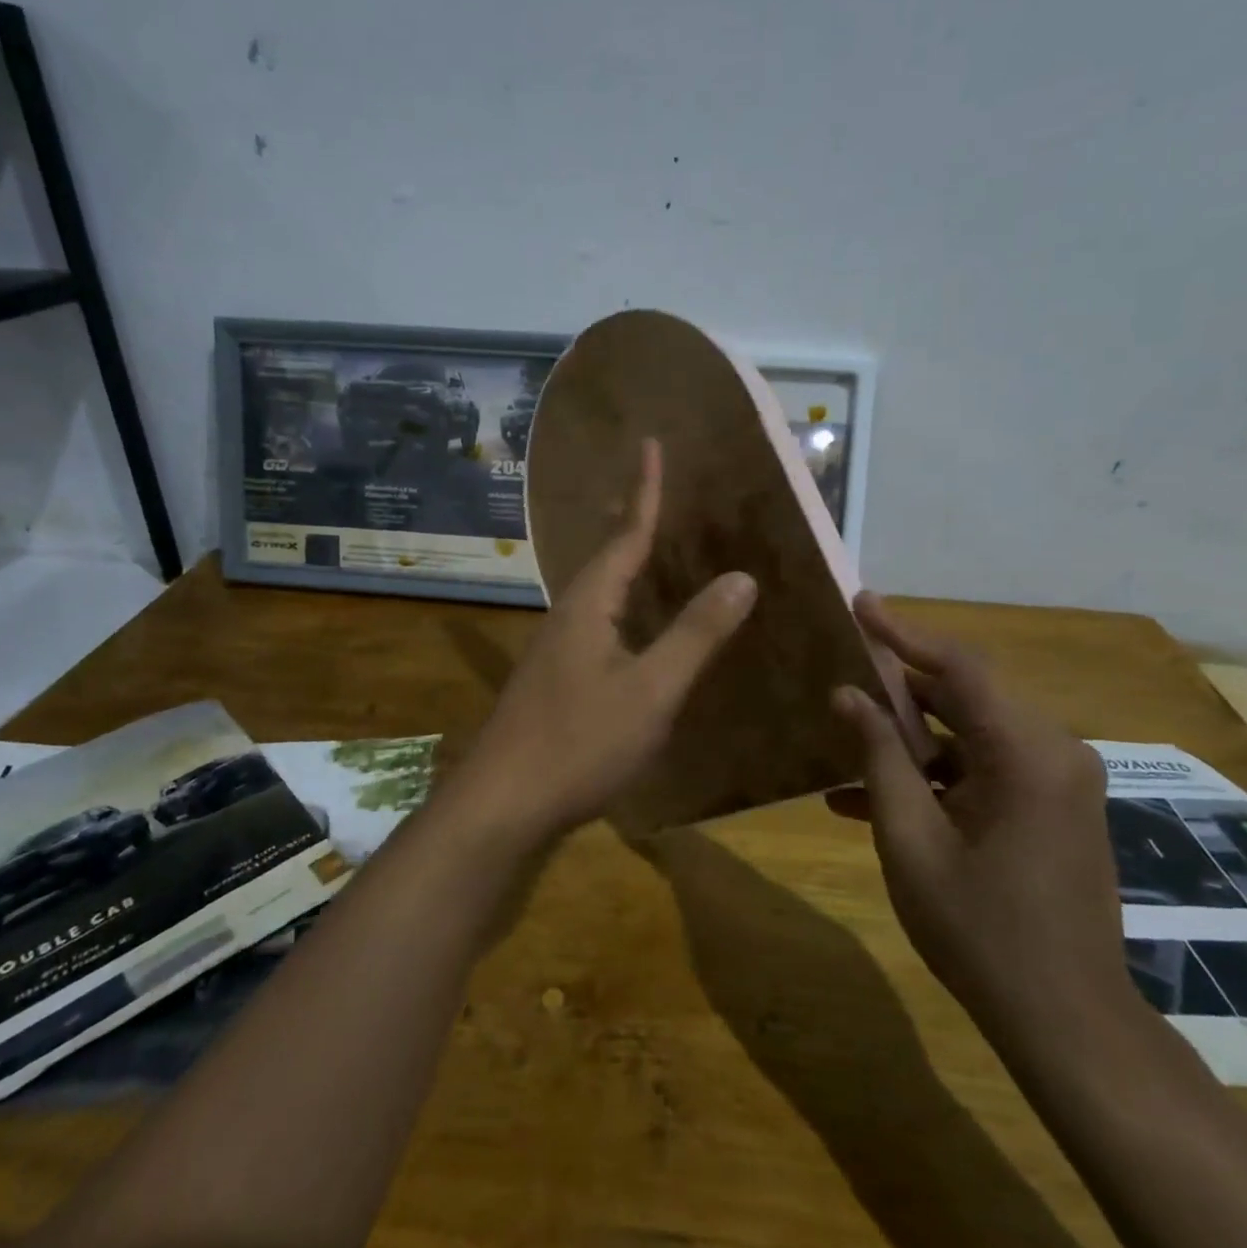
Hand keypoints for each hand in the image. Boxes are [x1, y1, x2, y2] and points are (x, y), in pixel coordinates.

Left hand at [451, 440, 757, 846]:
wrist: (504, 803)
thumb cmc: (579, 742)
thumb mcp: (651, 690)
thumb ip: (696, 634)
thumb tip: (742, 577)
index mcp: (590, 605)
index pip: (626, 534)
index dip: (645, 491)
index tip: (650, 444)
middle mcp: (569, 615)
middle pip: (606, 555)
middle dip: (630, 518)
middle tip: (651, 486)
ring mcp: (557, 649)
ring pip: (600, 591)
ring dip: (625, 562)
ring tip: (649, 545)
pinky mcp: (556, 680)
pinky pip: (599, 623)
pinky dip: (624, 606)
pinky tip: (634, 624)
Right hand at [830, 593, 1130, 1035]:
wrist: (1066, 1020)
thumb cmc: (980, 929)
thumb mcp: (910, 839)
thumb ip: (878, 757)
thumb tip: (847, 693)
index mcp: (1028, 754)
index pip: (960, 667)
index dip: (904, 631)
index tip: (860, 604)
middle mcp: (1053, 753)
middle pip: (964, 696)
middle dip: (898, 688)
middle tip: (841, 672)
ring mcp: (1056, 782)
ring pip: (968, 734)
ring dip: (908, 741)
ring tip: (843, 742)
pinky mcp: (1050, 807)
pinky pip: (983, 770)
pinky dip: (934, 776)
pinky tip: (868, 799)